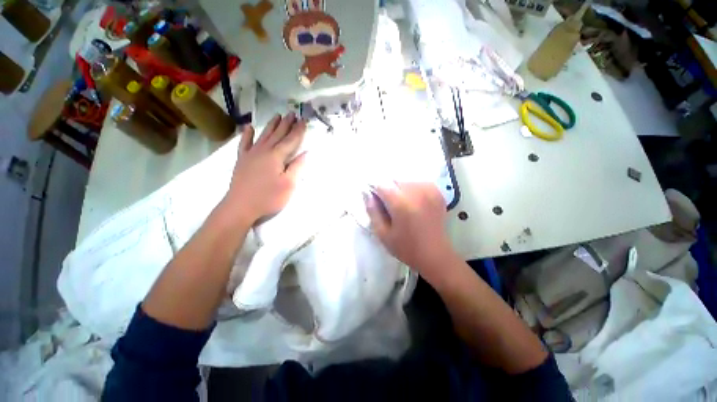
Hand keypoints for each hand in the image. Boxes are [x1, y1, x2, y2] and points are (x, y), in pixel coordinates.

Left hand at [225, 113, 306, 225]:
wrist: (240, 207)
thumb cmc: (268, 197)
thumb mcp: (288, 184)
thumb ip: (296, 167)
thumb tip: (304, 153)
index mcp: (276, 156)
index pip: (290, 140)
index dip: (298, 131)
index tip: (304, 120)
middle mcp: (263, 151)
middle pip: (277, 134)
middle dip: (286, 124)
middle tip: (292, 113)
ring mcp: (251, 154)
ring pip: (263, 135)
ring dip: (271, 125)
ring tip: (277, 115)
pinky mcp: (242, 160)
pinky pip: (244, 143)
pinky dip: (247, 135)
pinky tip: (249, 127)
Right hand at [365, 182, 458, 282]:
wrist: (435, 255)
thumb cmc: (406, 247)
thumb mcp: (383, 233)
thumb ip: (373, 211)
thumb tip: (367, 194)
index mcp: (401, 203)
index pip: (381, 185)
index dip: (375, 191)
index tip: (376, 201)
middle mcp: (416, 192)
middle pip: (394, 181)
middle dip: (388, 191)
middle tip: (390, 208)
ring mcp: (429, 190)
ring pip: (406, 181)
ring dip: (400, 190)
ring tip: (403, 207)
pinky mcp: (437, 193)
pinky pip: (418, 184)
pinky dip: (413, 190)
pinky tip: (414, 203)